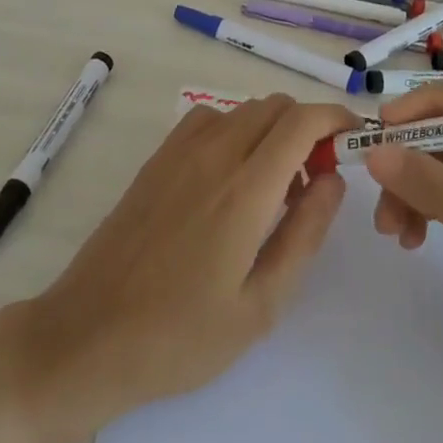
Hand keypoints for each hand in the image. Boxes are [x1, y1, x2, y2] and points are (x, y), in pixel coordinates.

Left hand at [8, 94, 360, 442]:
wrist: (88, 335)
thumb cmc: (180, 336)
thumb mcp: (260, 305)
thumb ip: (304, 233)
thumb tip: (333, 179)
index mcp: (245, 190)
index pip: (302, 121)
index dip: (335, 119)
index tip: (354, 140)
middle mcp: (214, 153)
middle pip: (276, 106)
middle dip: (308, 127)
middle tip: (315, 178)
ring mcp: (180, 150)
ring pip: (244, 108)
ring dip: (272, 128)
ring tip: (274, 184)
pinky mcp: (158, 157)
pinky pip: (210, 118)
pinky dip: (235, 129)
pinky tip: (230, 177)